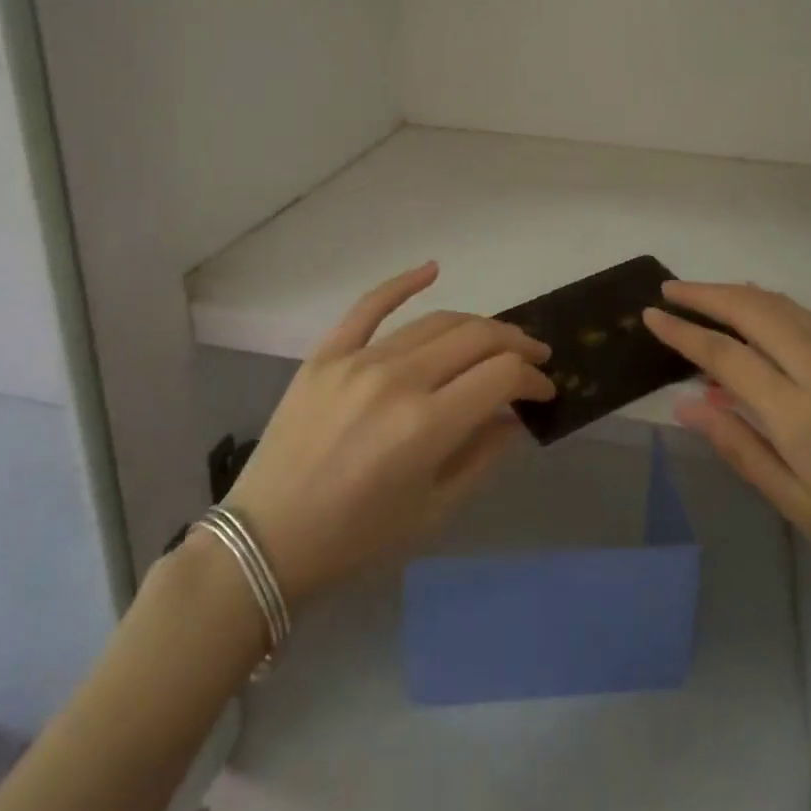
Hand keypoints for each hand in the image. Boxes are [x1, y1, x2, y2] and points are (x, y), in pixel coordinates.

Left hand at [224, 262, 554, 608]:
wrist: (266, 541)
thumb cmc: (356, 539)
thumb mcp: (433, 512)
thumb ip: (482, 456)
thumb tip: (513, 415)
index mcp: (427, 425)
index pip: (501, 375)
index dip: (532, 378)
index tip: (544, 390)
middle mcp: (398, 380)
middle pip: (476, 337)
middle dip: (515, 344)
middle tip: (533, 357)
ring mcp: (358, 361)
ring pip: (435, 322)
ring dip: (476, 325)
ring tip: (496, 337)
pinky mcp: (326, 354)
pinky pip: (369, 306)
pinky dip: (403, 283)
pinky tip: (433, 269)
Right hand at [644, 282, 810, 619]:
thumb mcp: (801, 507)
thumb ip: (742, 448)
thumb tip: (689, 403)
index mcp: (802, 413)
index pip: (725, 355)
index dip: (683, 332)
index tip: (651, 316)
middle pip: (754, 310)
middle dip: (706, 294)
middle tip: (671, 292)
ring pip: (785, 307)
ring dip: (740, 294)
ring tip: (707, 297)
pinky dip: (775, 308)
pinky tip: (764, 317)